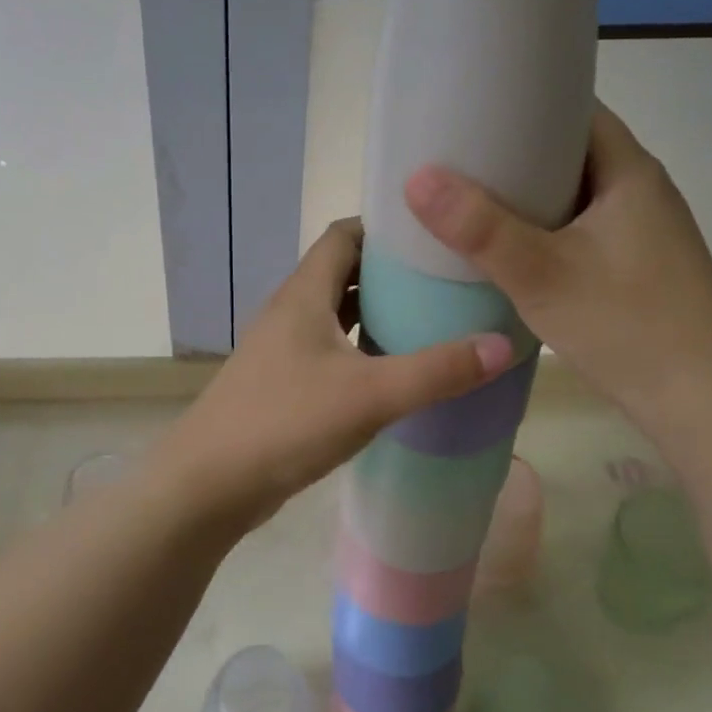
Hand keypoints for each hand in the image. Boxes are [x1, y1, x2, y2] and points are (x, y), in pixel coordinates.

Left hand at [148, 220, 512, 534]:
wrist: (207, 485)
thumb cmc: (285, 423)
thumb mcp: (370, 395)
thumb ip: (437, 371)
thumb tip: (503, 345)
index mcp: (305, 294)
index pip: (345, 234)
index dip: (385, 226)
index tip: (434, 234)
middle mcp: (291, 311)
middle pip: (344, 272)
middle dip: (392, 272)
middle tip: (447, 281)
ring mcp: (283, 349)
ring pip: (337, 315)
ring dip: (377, 313)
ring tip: (432, 322)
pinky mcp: (283, 383)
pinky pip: (330, 351)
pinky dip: (362, 350)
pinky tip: (393, 373)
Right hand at [403, 103, 711, 413]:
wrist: (701, 403)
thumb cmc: (626, 325)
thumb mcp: (542, 274)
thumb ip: (480, 228)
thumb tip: (417, 178)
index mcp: (630, 172)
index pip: (576, 109)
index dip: (526, 101)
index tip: (473, 108)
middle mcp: (642, 192)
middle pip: (572, 153)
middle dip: (517, 152)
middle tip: (459, 157)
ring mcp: (644, 233)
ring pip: (576, 196)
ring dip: (530, 196)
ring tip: (473, 200)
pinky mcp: (639, 268)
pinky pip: (582, 230)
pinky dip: (546, 230)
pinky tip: (511, 250)